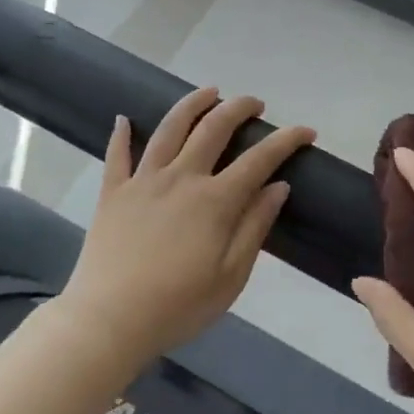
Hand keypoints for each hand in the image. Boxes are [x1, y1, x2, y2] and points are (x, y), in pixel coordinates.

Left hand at [61, 87, 314, 371]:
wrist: (107, 322)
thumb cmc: (178, 306)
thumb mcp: (231, 275)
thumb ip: (255, 226)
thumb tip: (278, 186)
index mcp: (215, 201)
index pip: (260, 159)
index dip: (286, 140)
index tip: (306, 131)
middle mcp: (181, 178)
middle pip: (214, 129)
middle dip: (239, 108)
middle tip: (255, 103)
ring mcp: (143, 182)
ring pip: (170, 129)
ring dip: (192, 104)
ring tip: (209, 92)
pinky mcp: (113, 194)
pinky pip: (117, 156)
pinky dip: (121, 134)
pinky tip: (124, 118)